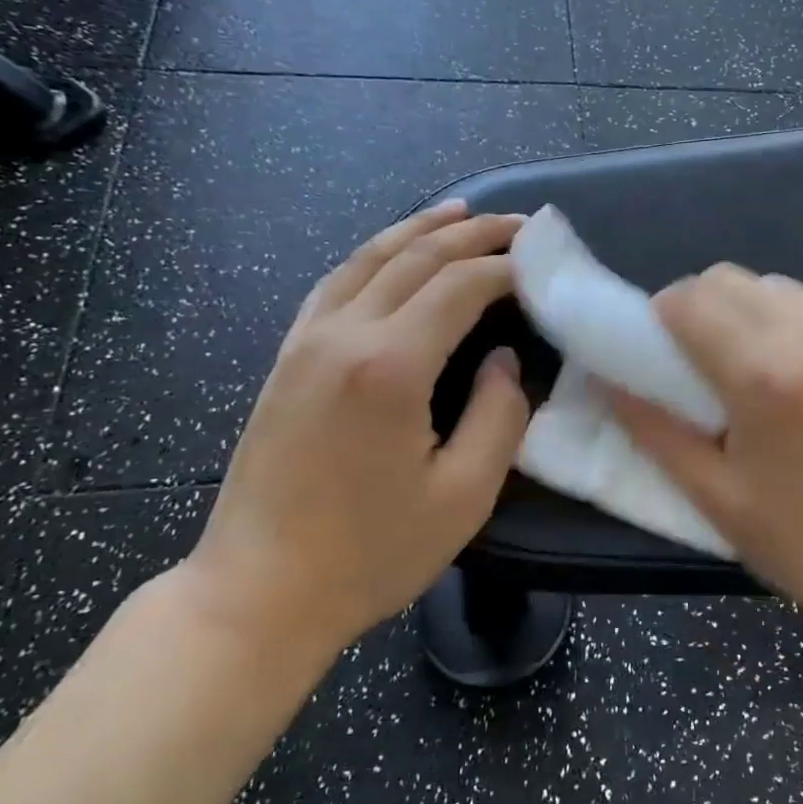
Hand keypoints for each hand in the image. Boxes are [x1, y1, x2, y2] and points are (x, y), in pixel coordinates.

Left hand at [181, 202, 530, 663]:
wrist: (259, 592)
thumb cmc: (372, 554)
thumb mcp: (464, 496)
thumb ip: (499, 416)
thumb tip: (503, 361)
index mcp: (391, 367)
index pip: (461, 287)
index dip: (508, 268)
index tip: (543, 263)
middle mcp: (345, 335)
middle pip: (417, 258)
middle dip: (474, 233)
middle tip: (521, 224)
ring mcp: (306, 341)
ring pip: (369, 258)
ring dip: (421, 229)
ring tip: (463, 211)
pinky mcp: (287, 358)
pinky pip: (335, 283)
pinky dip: (374, 254)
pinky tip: (393, 251)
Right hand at [608, 266, 802, 655]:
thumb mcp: (719, 501)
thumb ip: (656, 432)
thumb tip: (611, 383)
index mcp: (765, 375)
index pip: (689, 298)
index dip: (661, 322)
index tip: (661, 360)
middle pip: (730, 279)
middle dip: (698, 310)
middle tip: (700, 367)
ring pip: (777, 288)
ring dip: (747, 316)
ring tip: (755, 376)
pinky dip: (793, 331)